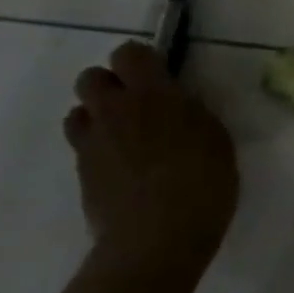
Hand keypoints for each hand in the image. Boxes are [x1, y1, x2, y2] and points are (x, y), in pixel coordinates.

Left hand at [64, 42, 239, 275]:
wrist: (156, 239)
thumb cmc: (203, 184)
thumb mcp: (215, 139)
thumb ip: (190, 113)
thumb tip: (177, 105)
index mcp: (153, 95)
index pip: (129, 53)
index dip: (141, 61)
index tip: (160, 77)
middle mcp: (115, 111)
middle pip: (90, 77)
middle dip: (110, 85)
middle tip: (137, 107)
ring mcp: (92, 143)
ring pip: (78, 112)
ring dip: (98, 118)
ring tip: (125, 139)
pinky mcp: (81, 174)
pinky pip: (83, 148)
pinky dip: (98, 151)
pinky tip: (122, 171)